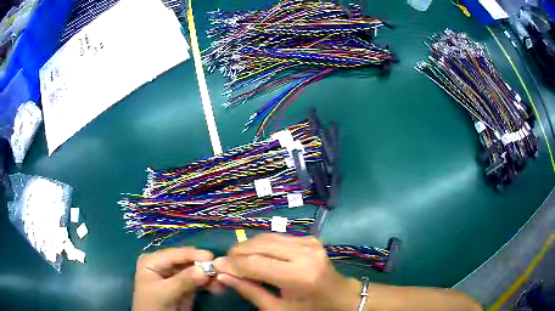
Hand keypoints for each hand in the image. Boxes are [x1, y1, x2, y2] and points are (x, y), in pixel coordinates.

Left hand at [132, 247, 215, 310]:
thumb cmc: (153, 305)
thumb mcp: (165, 292)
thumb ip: (183, 281)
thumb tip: (204, 270)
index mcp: (153, 261)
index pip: (174, 254)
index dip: (192, 254)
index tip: (211, 256)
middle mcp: (164, 265)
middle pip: (186, 261)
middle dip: (203, 265)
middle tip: (220, 268)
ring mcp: (175, 275)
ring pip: (195, 271)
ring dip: (208, 275)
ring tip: (221, 280)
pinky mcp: (184, 286)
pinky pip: (198, 281)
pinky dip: (208, 283)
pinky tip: (217, 286)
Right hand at [213, 234, 360, 310]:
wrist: (340, 296)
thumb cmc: (310, 309)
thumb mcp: (279, 309)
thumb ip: (250, 291)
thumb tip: (224, 275)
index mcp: (300, 275)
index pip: (257, 264)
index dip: (233, 264)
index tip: (215, 266)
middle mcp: (305, 253)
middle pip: (260, 245)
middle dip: (237, 253)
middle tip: (225, 263)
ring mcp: (309, 242)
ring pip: (266, 237)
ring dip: (247, 247)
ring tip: (236, 259)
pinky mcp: (309, 238)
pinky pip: (277, 236)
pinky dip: (261, 245)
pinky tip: (256, 255)